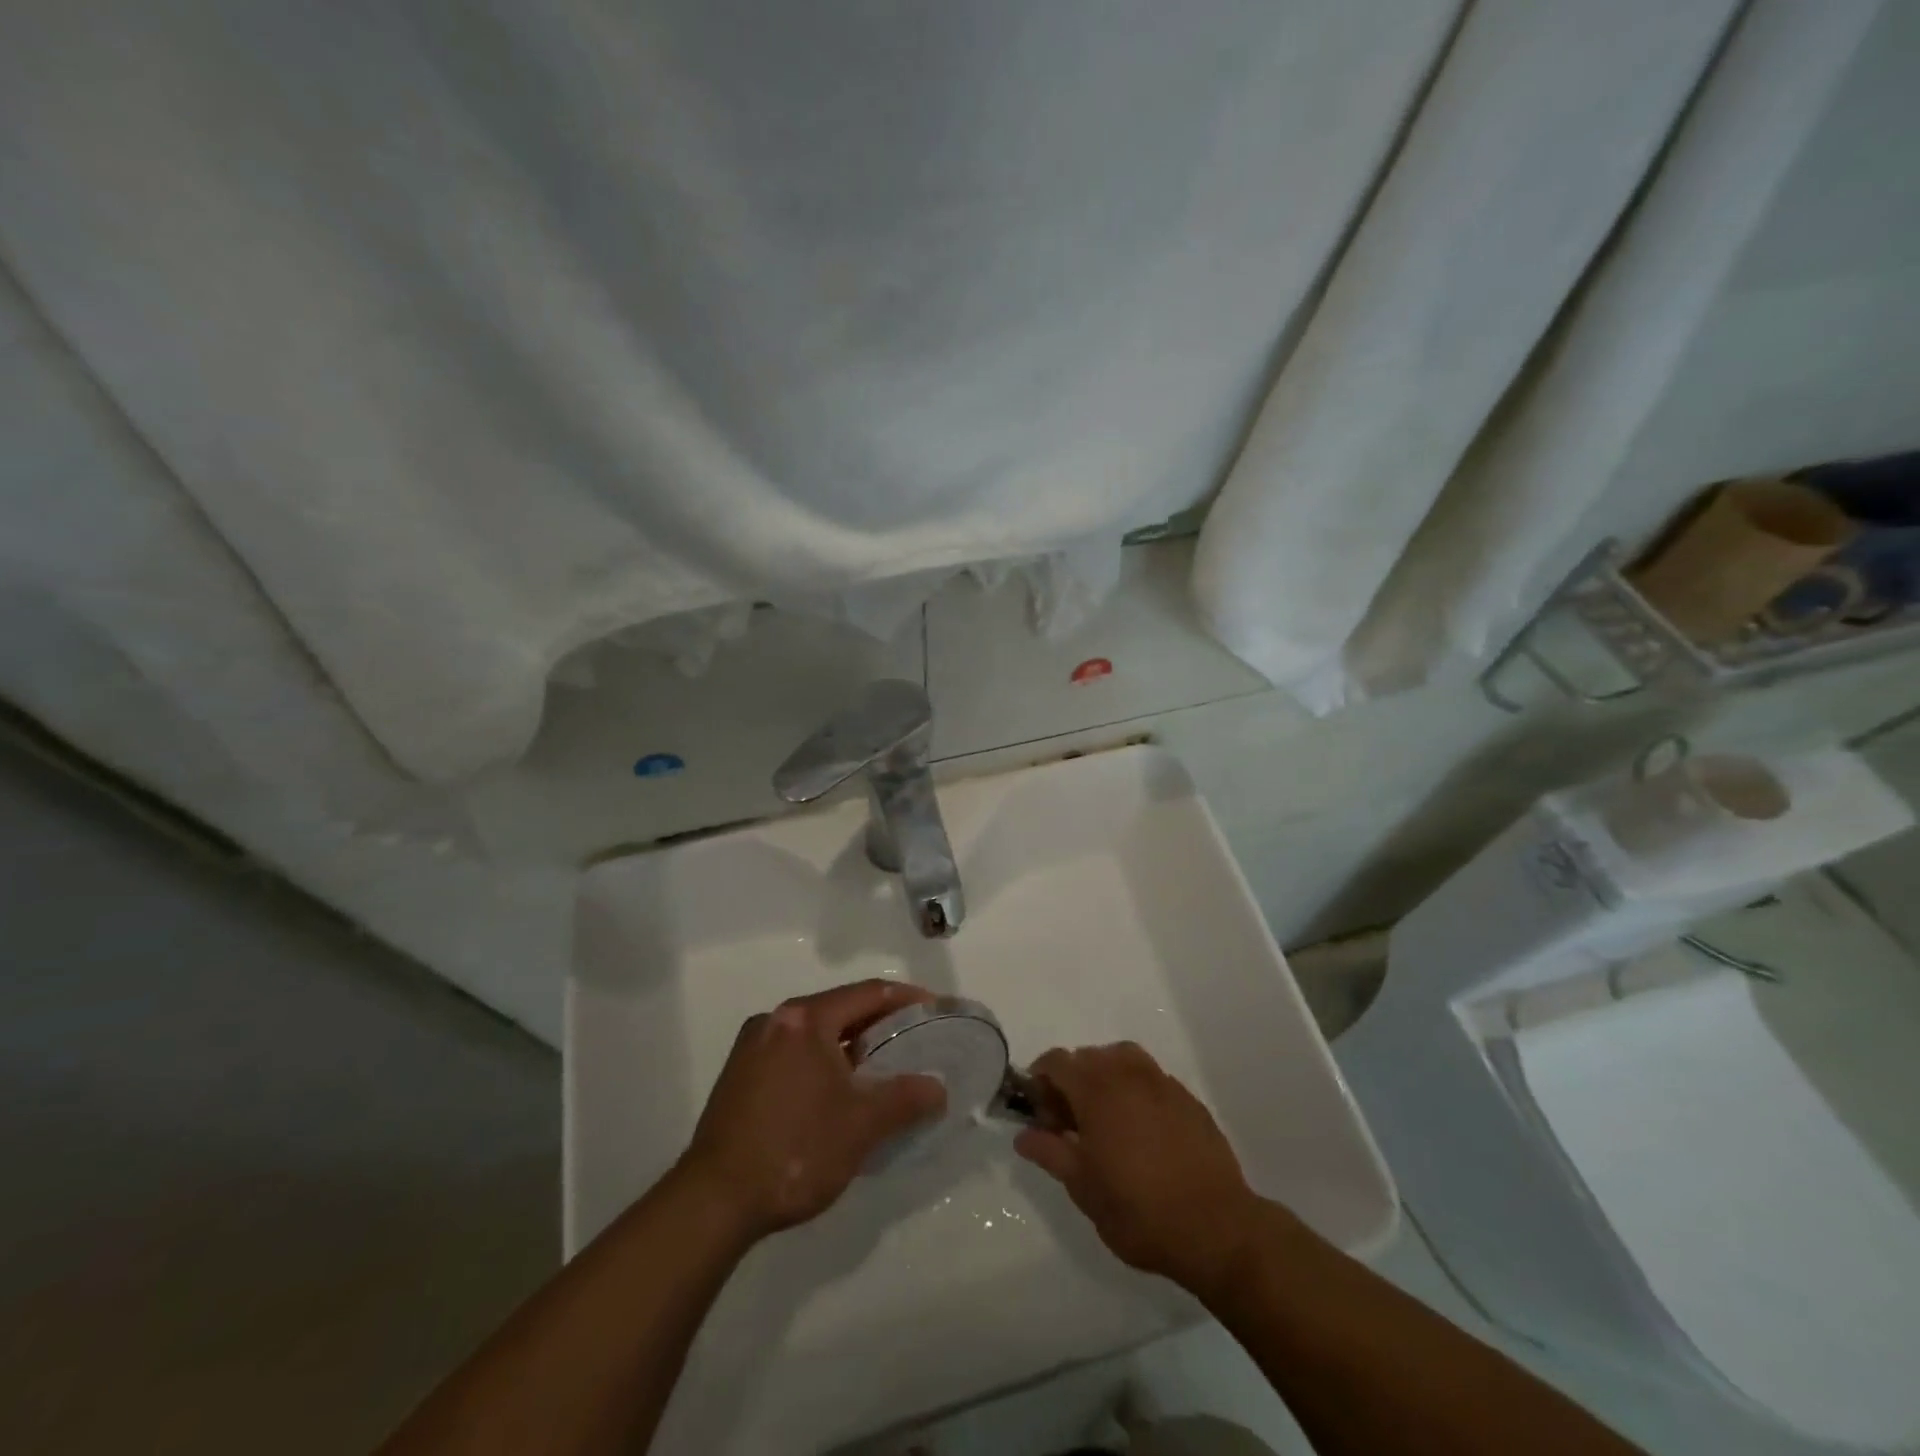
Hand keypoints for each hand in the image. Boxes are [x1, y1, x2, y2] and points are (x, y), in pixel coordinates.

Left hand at [679, 979, 946, 1240]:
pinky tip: (836, 1093)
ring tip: (880, 1070)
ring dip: (849, 1045)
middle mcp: (775, 1020)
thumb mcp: (862, 1125)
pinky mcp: (739, 1075)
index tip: (934, 1008)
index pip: (868, 993)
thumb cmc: (796, 1150)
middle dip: (878, 1023)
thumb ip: (906, 1098)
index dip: (906, 998)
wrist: (714, 1201)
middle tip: (913, 1041)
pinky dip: (821, 1061)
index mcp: (805, 1018)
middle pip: (839, 1008)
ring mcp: (752, 1046)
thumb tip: (937, 1089)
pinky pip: (793, 1053)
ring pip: (814, 1033)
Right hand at [1014, 1042, 1262, 1296]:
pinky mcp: (1188, 1099)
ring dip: (1105, 1078)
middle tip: (1070, 1124)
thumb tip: (1024, 1135)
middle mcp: (1128, 1074)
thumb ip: (1050, 1153)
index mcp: (1097, 1089)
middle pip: (1088, 1057)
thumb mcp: (1084, 1189)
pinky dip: (1136, 1091)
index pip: (1057, 1061)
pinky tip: (1142, 1130)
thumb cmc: (1140, 1211)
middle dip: (1072, 1081)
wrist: (1216, 1229)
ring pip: (1122, 1059)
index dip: (1041, 1080)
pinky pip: (1151, 1079)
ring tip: (1106, 1120)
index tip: (1040, 1113)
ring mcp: (1162, 1083)